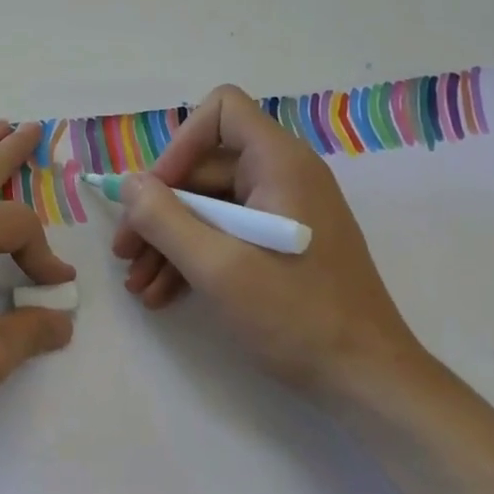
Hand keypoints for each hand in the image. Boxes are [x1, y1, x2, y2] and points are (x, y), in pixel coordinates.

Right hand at [109, 85, 425, 398]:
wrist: (368, 382)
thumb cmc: (297, 316)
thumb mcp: (218, 267)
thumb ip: (164, 219)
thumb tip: (129, 184)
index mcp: (280, 163)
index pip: (221, 111)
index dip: (180, 145)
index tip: (155, 195)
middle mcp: (283, 176)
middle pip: (203, 166)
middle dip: (158, 210)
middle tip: (125, 253)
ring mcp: (283, 212)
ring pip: (208, 205)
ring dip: (167, 240)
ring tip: (138, 284)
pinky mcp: (281, 244)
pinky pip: (225, 232)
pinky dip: (192, 256)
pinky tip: (162, 293)